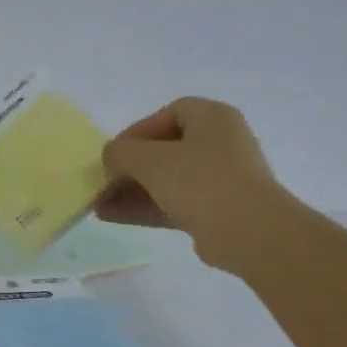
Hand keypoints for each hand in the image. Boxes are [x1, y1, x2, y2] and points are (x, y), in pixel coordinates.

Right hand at [96, 97, 294, 274]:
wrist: (248, 232)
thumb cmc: (200, 182)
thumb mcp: (150, 161)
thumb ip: (122, 153)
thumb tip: (111, 156)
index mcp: (212, 117)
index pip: (168, 115)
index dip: (136, 131)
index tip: (113, 153)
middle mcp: (220, 143)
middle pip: (165, 149)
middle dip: (129, 167)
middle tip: (102, 182)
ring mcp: (220, 178)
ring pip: (167, 179)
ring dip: (131, 190)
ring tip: (98, 204)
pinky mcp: (216, 209)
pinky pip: (173, 202)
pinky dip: (145, 207)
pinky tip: (112, 217)